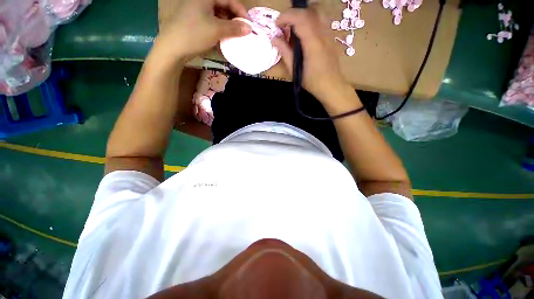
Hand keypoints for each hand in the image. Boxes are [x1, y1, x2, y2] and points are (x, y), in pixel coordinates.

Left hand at [155, 0, 250, 61]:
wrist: (173, 47)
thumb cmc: (195, 34)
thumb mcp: (217, 30)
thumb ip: (234, 28)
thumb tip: (249, 28)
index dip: (241, 12)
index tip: (249, 24)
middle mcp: (201, 0)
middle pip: (223, 6)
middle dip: (234, 18)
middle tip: (242, 31)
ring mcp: (197, 10)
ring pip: (217, 15)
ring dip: (228, 24)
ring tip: (235, 35)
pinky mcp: (195, 21)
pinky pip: (211, 21)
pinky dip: (219, 28)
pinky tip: (223, 36)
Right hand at [274, 5, 348, 100]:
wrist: (331, 85)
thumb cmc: (312, 81)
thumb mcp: (295, 70)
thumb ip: (285, 52)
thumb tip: (274, 39)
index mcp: (313, 43)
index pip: (300, 18)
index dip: (286, 16)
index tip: (277, 23)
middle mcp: (323, 33)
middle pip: (310, 10)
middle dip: (294, 13)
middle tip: (285, 24)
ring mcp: (329, 33)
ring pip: (318, 11)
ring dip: (303, 13)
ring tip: (294, 26)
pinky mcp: (331, 36)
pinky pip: (321, 19)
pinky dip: (311, 18)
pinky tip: (305, 31)